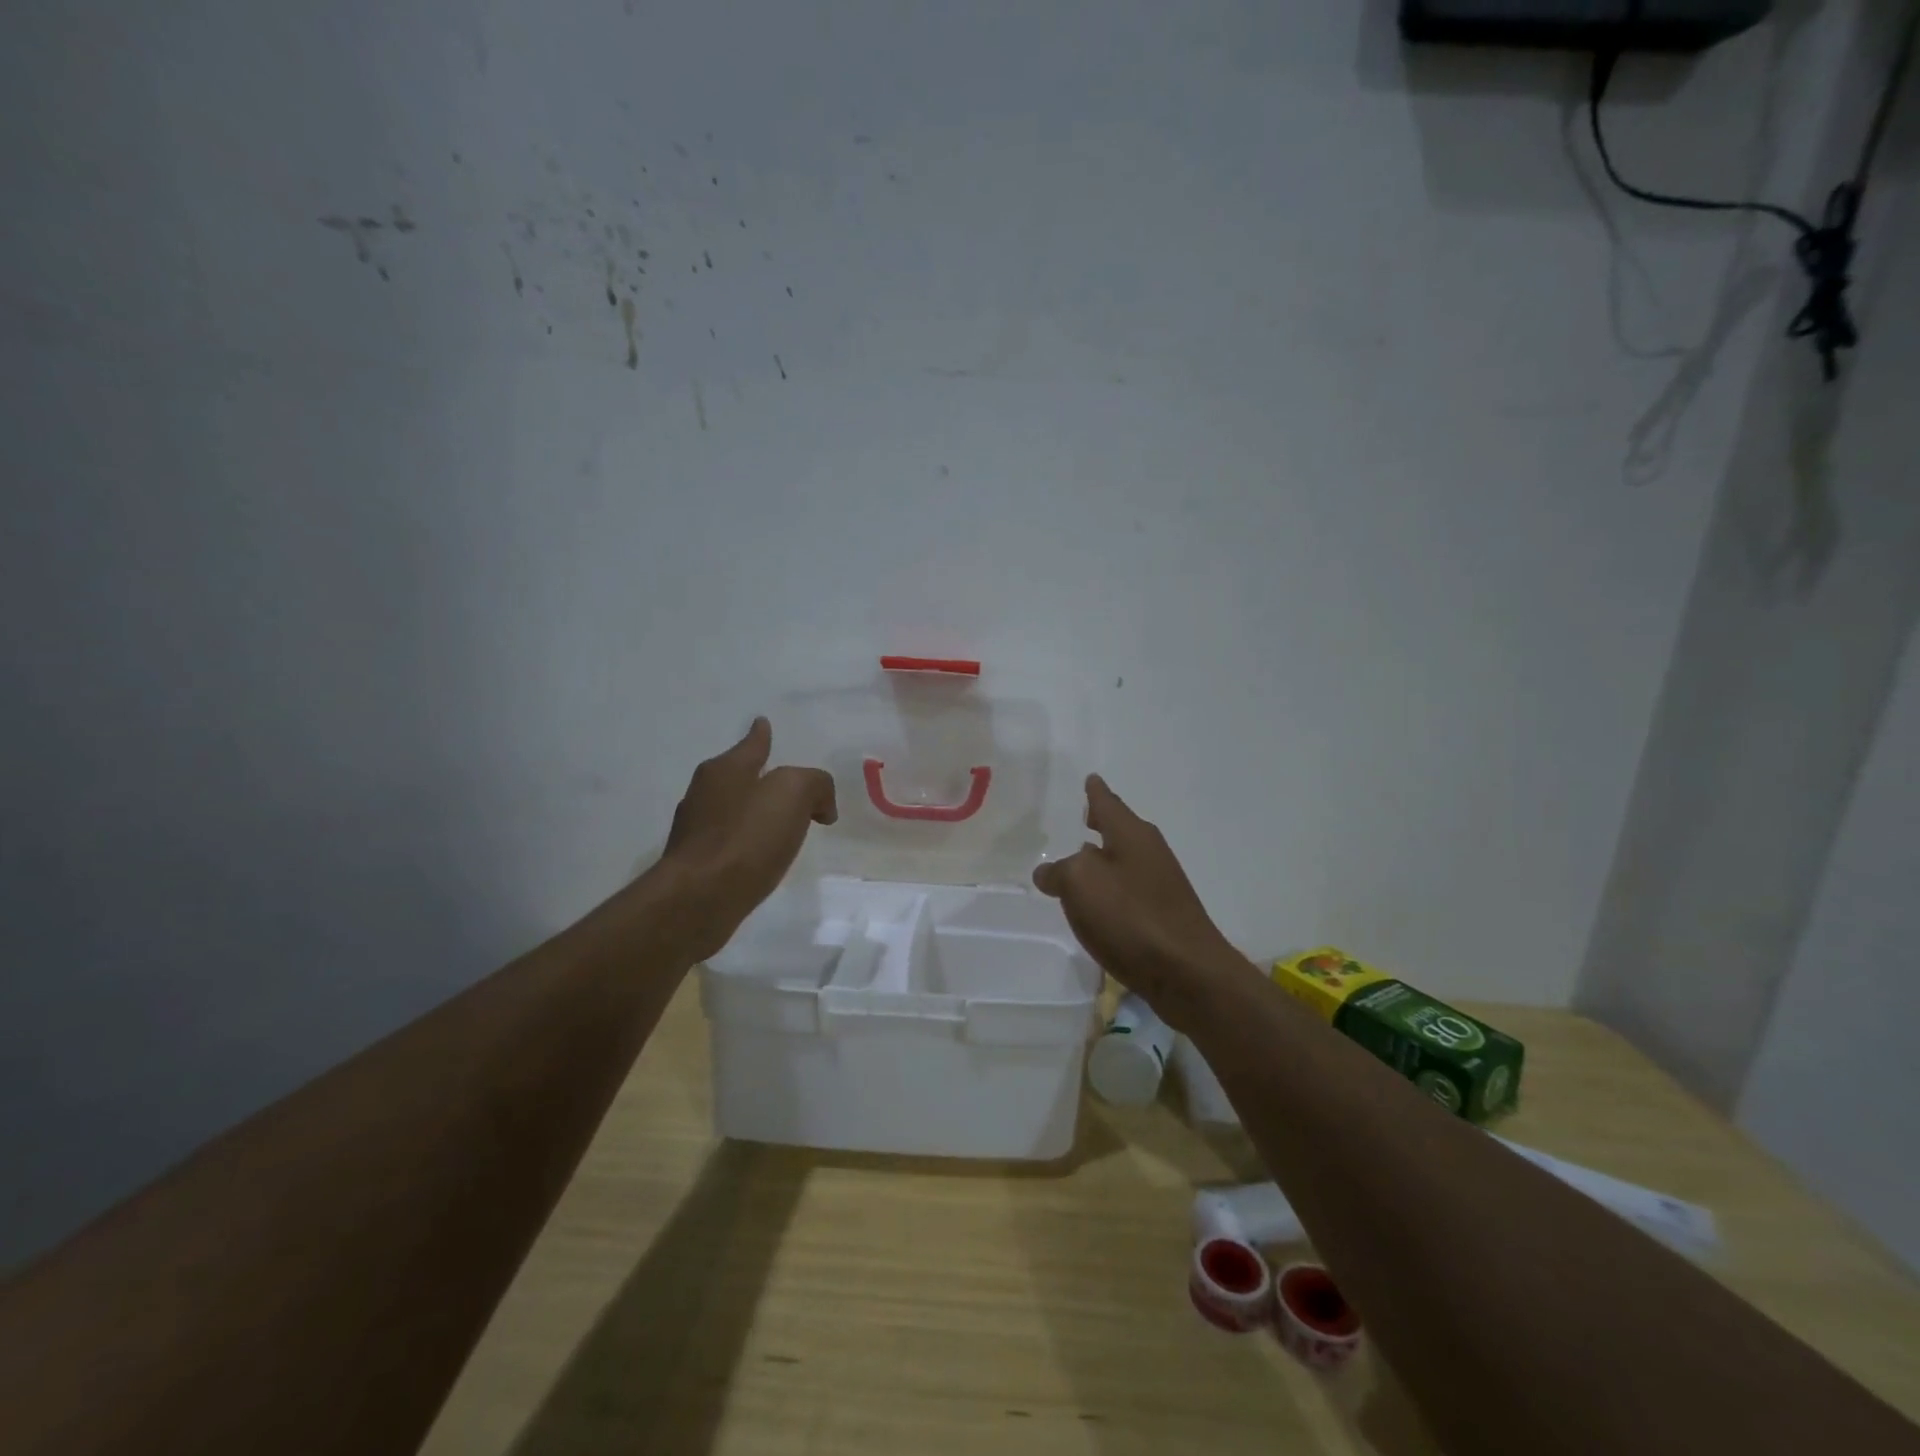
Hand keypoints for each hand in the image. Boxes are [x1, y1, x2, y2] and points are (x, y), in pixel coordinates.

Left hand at [659, 718, 837, 961]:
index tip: (762, 723)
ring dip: (755, 812)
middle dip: (761, 776)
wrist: (699, 899)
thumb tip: (820, 805)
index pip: (751, 743)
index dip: (761, 735)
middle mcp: (704, 793)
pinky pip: (730, 841)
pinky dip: (748, 842)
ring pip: (733, 809)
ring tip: (780, 823)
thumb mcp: (794, 794)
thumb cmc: (747, 837)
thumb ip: (815, 785)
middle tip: (789, 785)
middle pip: (738, 775)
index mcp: (725, 769)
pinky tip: (761, 855)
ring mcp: (696, 830)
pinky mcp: (696, 864)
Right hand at [1032, 775, 1250, 1026]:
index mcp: (1132, 834)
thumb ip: (1059, 872)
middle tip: (1084, 814)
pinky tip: (1099, 902)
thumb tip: (1050, 874)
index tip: (1091, 778)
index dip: (1095, 792)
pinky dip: (1112, 887)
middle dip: (1102, 822)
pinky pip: (1129, 890)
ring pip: (1125, 860)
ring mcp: (1160, 885)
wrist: (1188, 973)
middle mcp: (1149, 852)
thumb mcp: (1080, 883)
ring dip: (1105, 856)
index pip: (1108, 803)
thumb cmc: (1131, 916)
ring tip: (1083, 856)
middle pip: (1121, 829)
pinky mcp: (1163, 916)